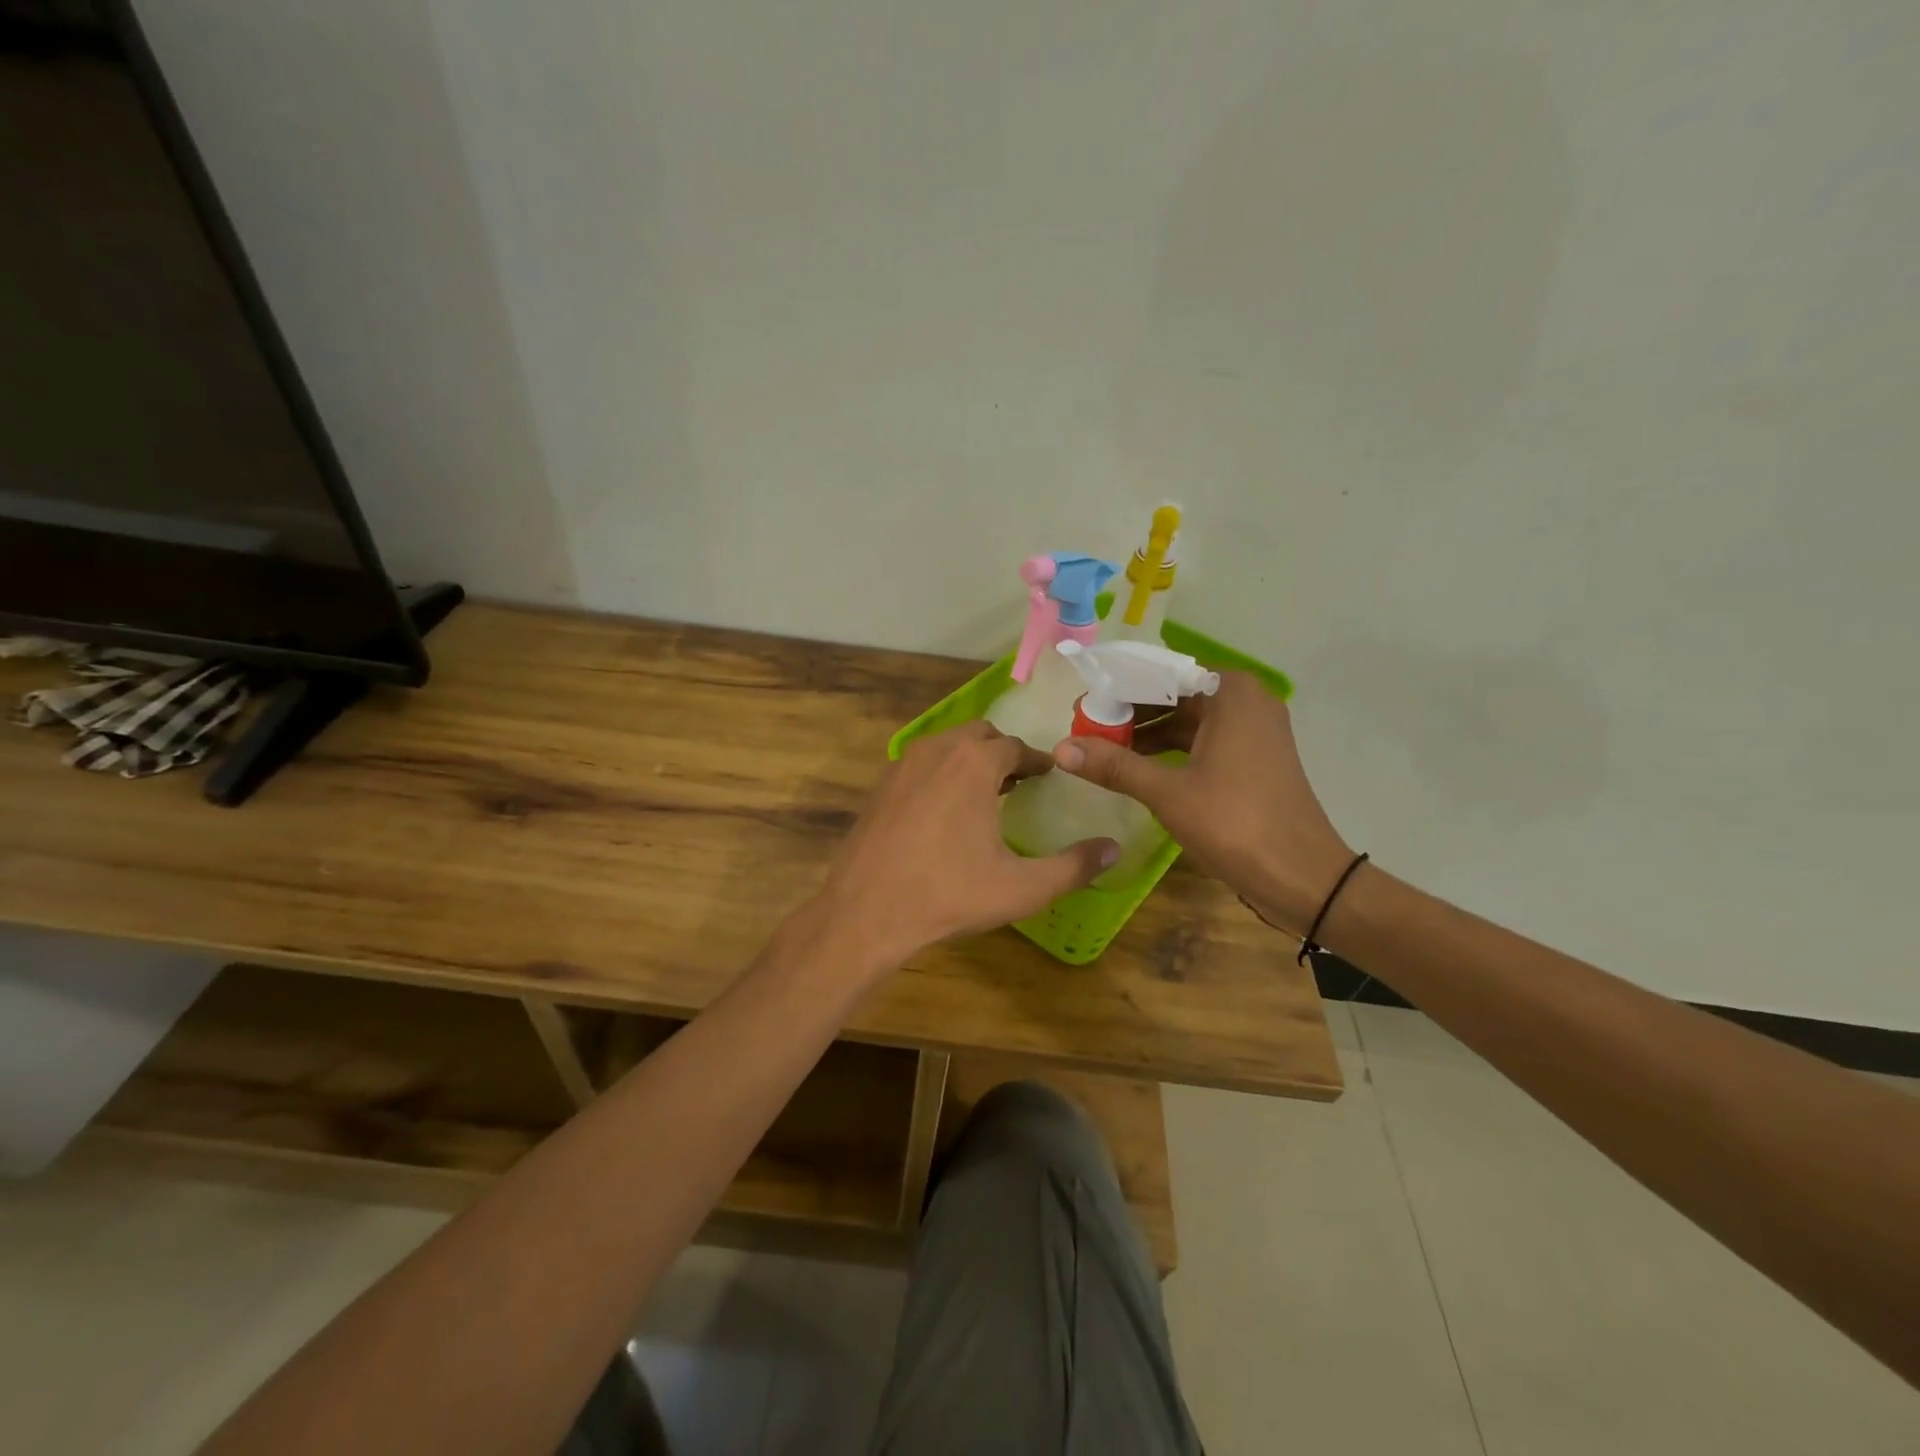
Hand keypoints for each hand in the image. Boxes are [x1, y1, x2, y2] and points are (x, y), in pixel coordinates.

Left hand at [817, 722, 1119, 967]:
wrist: (865, 912)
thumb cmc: (949, 895)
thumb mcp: (1022, 887)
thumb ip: (1074, 867)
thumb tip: (1115, 850)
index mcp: (974, 762)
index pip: (1015, 747)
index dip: (1037, 760)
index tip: (1049, 774)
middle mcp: (937, 750)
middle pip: (979, 736)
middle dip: (1003, 753)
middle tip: (1021, 781)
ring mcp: (902, 765)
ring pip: (946, 746)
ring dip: (970, 760)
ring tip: (987, 794)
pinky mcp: (880, 786)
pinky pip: (921, 765)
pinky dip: (941, 773)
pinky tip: (945, 812)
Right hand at [1053, 673, 1351, 933]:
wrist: (1302, 876)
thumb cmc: (1235, 823)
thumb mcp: (1167, 792)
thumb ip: (1113, 765)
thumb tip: (1061, 747)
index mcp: (1230, 692)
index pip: (1160, 673)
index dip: (1118, 687)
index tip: (1082, 703)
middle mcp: (1245, 700)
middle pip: (1174, 694)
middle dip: (1130, 711)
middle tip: (1086, 727)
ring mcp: (1253, 729)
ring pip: (1187, 719)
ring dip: (1147, 732)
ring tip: (1103, 748)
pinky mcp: (1254, 756)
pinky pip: (1202, 740)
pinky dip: (1171, 749)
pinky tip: (1137, 766)